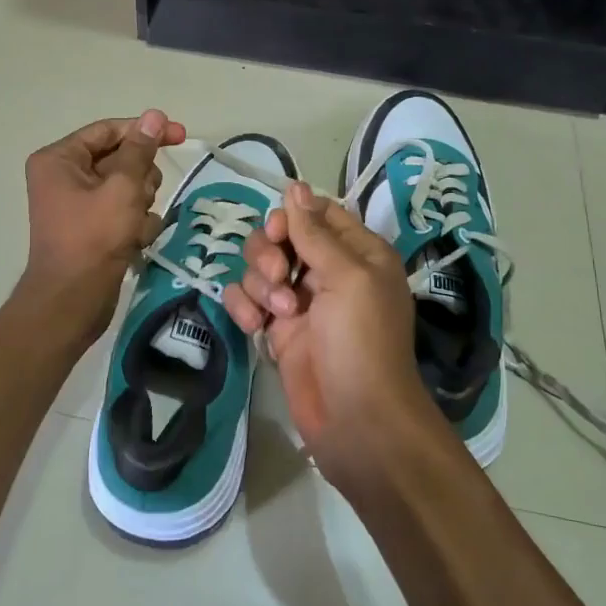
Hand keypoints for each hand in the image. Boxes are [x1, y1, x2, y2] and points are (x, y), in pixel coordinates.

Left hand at [17, 110, 185, 342]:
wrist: (73, 301)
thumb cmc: (93, 238)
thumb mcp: (122, 188)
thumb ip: (140, 150)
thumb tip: (154, 115)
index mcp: (59, 159)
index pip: (109, 131)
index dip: (145, 131)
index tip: (181, 135)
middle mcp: (65, 176)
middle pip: (121, 160)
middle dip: (140, 180)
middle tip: (140, 199)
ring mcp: (79, 204)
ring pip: (129, 187)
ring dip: (142, 205)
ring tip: (135, 226)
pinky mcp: (94, 228)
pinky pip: (125, 212)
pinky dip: (136, 225)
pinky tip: (135, 242)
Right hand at [225, 181, 446, 491]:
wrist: (356, 420)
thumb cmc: (362, 341)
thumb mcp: (348, 277)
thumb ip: (315, 232)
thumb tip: (294, 186)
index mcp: (357, 252)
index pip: (316, 213)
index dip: (291, 217)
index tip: (279, 233)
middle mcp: (327, 271)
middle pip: (280, 237)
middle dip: (269, 253)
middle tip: (279, 279)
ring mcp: (299, 301)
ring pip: (259, 267)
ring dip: (259, 285)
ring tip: (277, 315)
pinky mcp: (276, 329)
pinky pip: (246, 300)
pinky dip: (244, 307)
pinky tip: (254, 328)